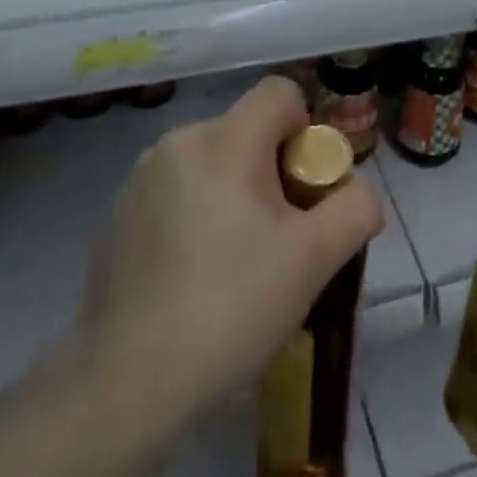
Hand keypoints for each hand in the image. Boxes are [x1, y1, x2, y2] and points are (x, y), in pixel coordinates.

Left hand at [0, 78, 383, 476]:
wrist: (125, 385)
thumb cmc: (230, 308)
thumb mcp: (313, 262)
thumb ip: (354, 211)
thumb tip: (360, 195)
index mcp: (225, 140)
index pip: (279, 92)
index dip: (304, 128)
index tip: (302, 188)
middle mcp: (179, 141)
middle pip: (245, 130)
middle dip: (269, 169)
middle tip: (275, 236)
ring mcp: (140, 177)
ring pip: (209, 160)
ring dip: (230, 191)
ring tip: (231, 262)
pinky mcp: (115, 214)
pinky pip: (173, 190)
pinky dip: (192, 214)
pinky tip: (190, 276)